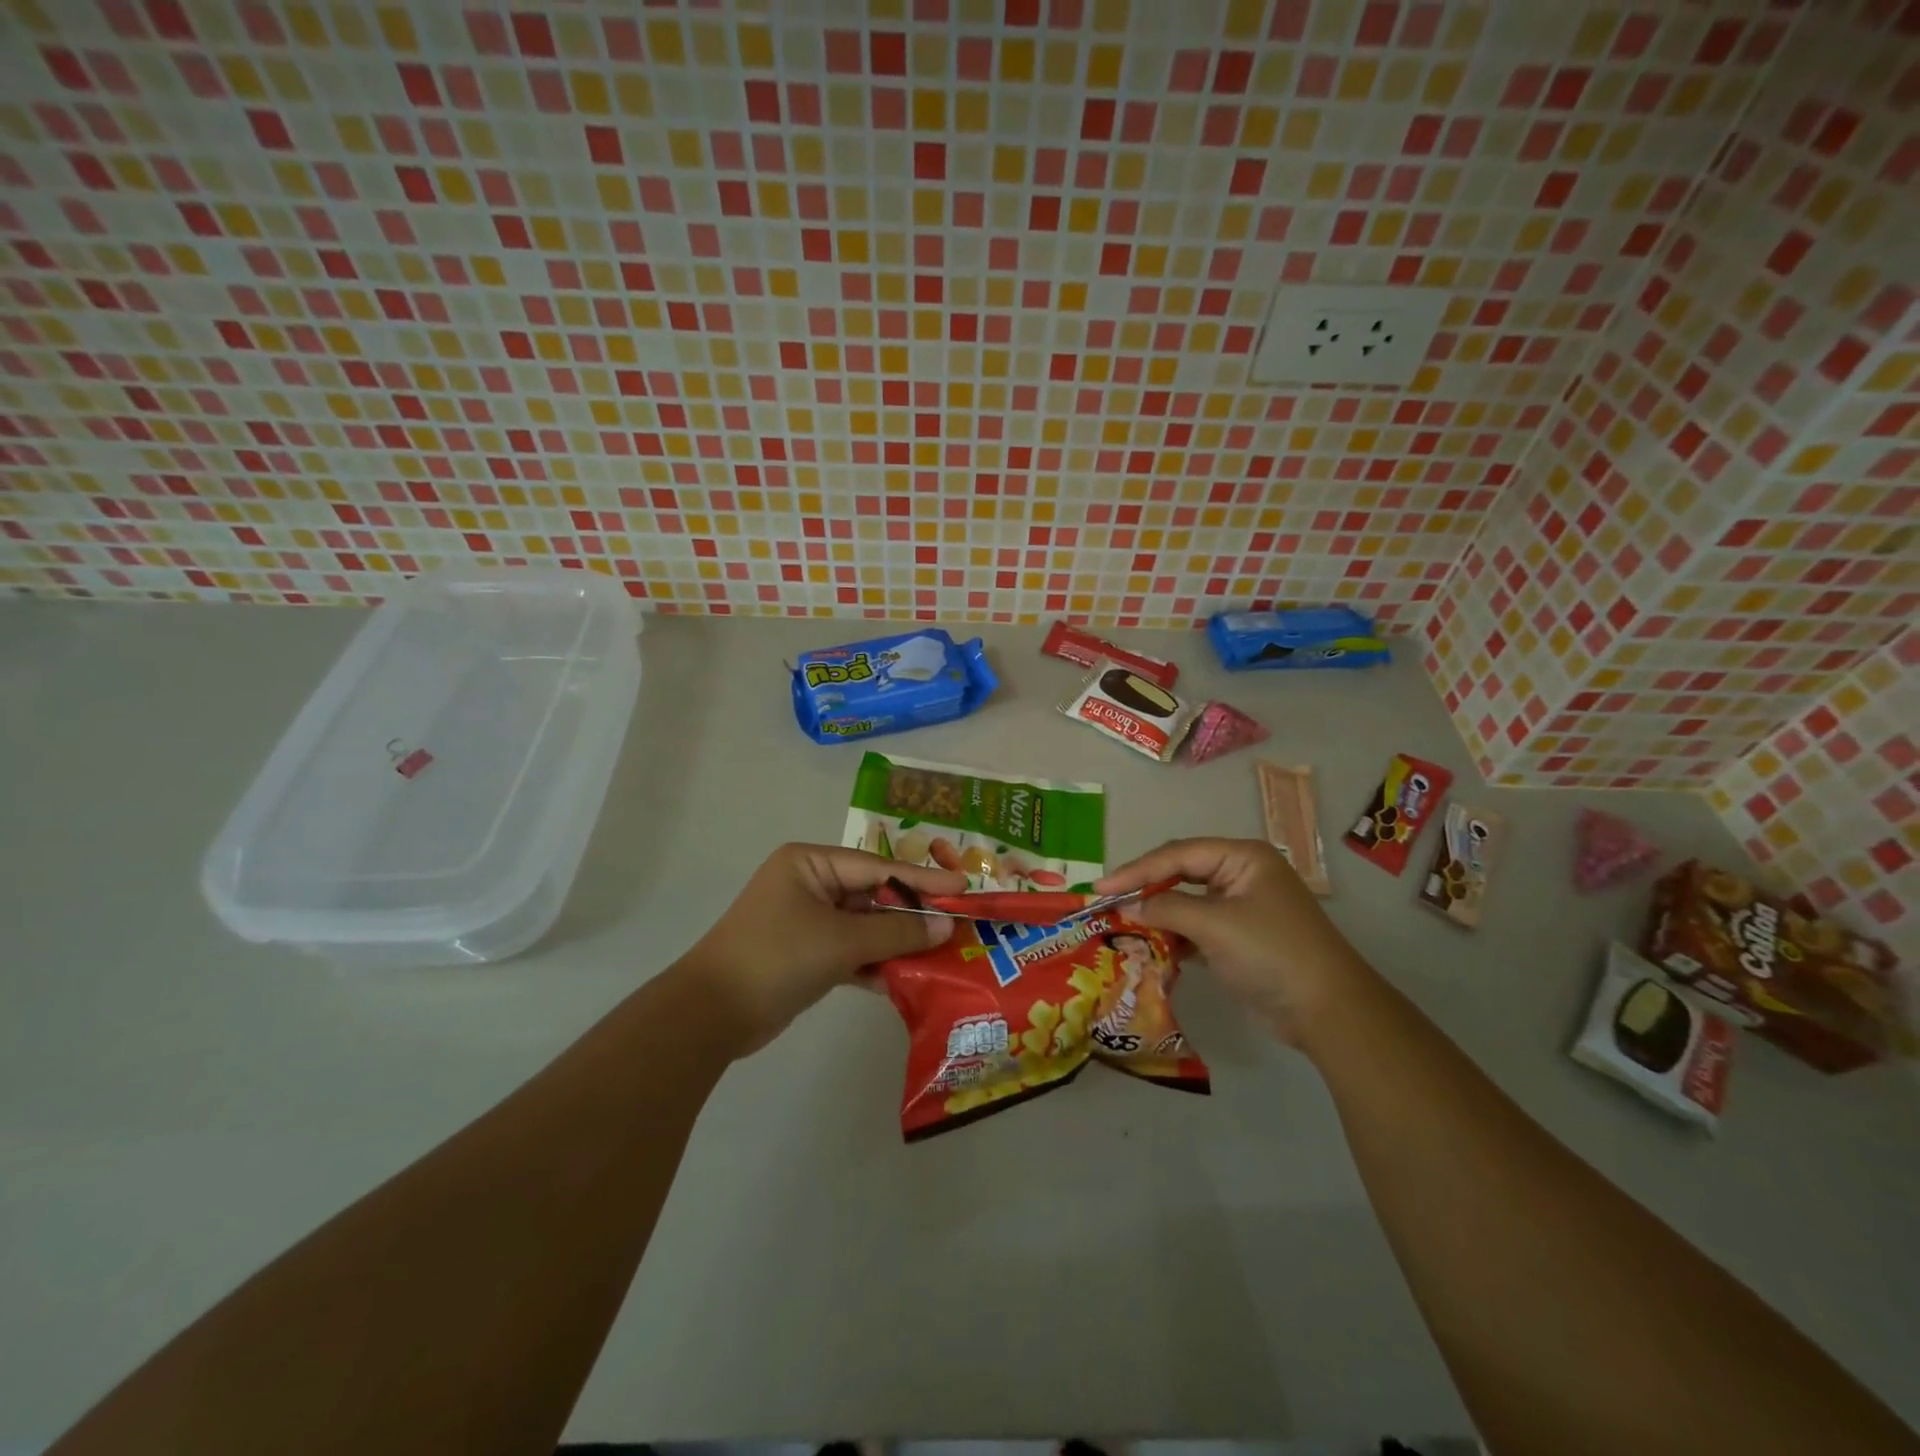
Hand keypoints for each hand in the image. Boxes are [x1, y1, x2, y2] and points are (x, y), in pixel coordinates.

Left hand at [682, 843, 965, 1055]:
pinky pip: (851, 951)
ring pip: (864, 926)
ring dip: (896, 943)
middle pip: (874, 896)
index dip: (923, 879)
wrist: (711, 1015)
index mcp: (811, 864)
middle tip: (958, 923)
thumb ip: (897, 934)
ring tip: (942, 953)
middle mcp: (810, 885)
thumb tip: (948, 926)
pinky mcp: (807, 954)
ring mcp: (807, 921)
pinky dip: (875, 964)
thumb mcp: (841, 941)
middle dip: (912, 914)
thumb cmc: (777, 957)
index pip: (878, 867)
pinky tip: (907, 978)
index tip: (963, 886)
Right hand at [1095, 838, 1374, 1046]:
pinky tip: (1150, 946)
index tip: (1100, 889)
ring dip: (1156, 914)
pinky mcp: (1237, 939)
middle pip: (1180, 873)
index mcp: (1242, 857)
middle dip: (1144, 888)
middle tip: (1106, 902)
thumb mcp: (1215, 925)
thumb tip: (1130, 907)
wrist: (1328, 1011)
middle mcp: (1240, 875)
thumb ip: (1167, 909)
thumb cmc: (1271, 953)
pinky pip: (1195, 927)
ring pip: (1185, 902)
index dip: (1136, 870)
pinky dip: (1173, 936)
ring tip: (1121, 924)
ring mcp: (1240, 907)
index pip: (1178, 854)